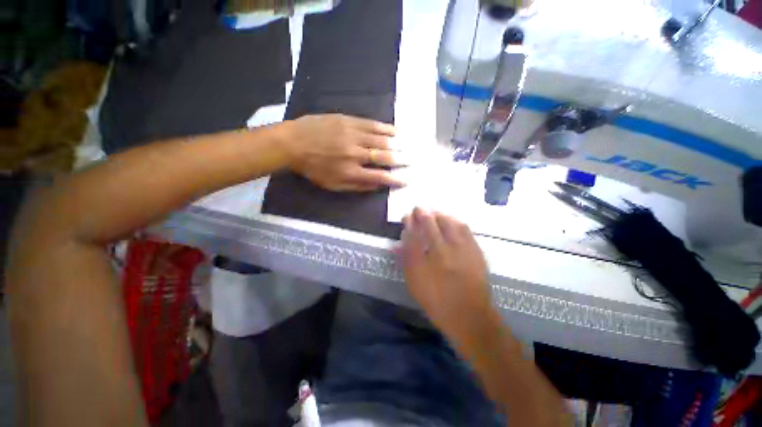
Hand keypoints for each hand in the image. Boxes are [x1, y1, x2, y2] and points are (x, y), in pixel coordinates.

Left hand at [283, 114, 405, 191]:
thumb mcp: (333, 185)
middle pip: (385, 156)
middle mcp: (355, 153)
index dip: (395, 179)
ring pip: (382, 139)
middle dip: (402, 159)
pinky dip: (386, 129)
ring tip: (411, 146)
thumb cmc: (314, 168)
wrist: (293, 142)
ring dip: (399, 144)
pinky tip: (396, 131)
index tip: (407, 180)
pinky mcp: (349, 121)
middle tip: (415, 160)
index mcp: (351, 172)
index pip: (380, 176)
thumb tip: (377, 185)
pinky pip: (372, 124)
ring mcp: (353, 135)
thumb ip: (357, 186)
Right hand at [399, 208, 491, 341]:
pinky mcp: (475, 251)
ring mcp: (461, 250)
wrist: (470, 317)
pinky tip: (452, 220)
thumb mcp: (415, 284)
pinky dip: (455, 221)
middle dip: (422, 213)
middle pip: (430, 225)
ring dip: (439, 214)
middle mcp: (442, 253)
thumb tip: (399, 244)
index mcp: (425, 263)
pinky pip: (465, 229)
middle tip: (418, 208)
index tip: (407, 216)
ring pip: (448, 223)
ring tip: (434, 212)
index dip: (409, 223)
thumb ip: (407, 261)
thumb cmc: (437, 302)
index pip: (413, 235)